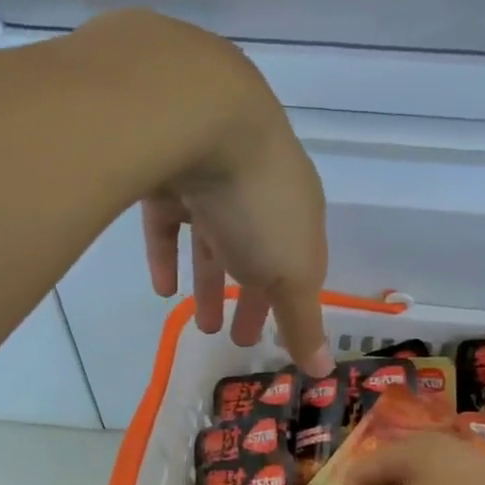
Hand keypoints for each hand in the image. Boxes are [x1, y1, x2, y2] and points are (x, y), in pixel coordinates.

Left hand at [125, 19, 332, 376]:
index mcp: (297, 213)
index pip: (299, 267)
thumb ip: (303, 320)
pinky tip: (162, 288)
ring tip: (201, 326)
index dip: (289, 308)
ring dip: (210, 283)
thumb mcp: (291, 272)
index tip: (276, 343)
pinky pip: (169, 220)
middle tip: (239, 339)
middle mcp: (258, 194)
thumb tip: (323, 371)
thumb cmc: (258, 202)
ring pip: (213, 240)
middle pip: (257, 254)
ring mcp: (211, 178)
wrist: (196, 114)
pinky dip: (168, 254)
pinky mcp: (165, 171)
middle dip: (252, 296)